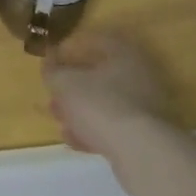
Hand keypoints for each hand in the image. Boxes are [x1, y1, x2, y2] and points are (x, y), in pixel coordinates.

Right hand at [42, 34, 172, 158]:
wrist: (140, 153)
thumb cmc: (100, 104)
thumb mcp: (65, 84)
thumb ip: (53, 71)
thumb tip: (48, 61)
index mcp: (124, 54)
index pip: (95, 41)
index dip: (71, 49)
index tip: (53, 61)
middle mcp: (140, 75)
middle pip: (100, 76)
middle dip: (73, 87)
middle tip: (53, 96)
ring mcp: (146, 106)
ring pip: (105, 103)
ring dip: (80, 110)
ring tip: (59, 121)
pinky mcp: (147, 134)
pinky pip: (114, 126)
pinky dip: (93, 130)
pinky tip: (74, 140)